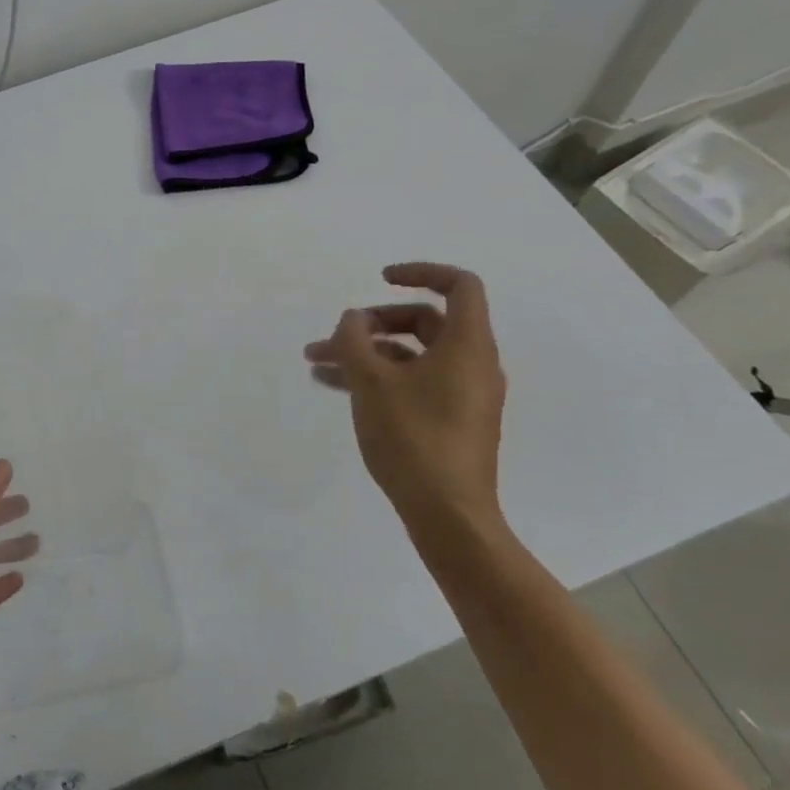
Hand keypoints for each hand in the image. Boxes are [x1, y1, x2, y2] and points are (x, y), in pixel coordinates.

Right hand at [304, 262, 506, 529]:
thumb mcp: (372, 382)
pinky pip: (413, 383)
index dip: (420, 272)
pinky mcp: (451, 421)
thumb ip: (355, 341)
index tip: (381, 279)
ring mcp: (463, 395)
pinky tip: (336, 387)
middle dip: (373, 323)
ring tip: (317, 362)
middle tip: (335, 336)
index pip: (459, 286)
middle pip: (425, 322)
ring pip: (411, 356)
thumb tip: (353, 320)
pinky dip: (379, 378)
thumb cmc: (413, 438)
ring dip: (366, 353)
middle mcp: (472, 364)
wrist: (448, 516)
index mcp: (467, 346)